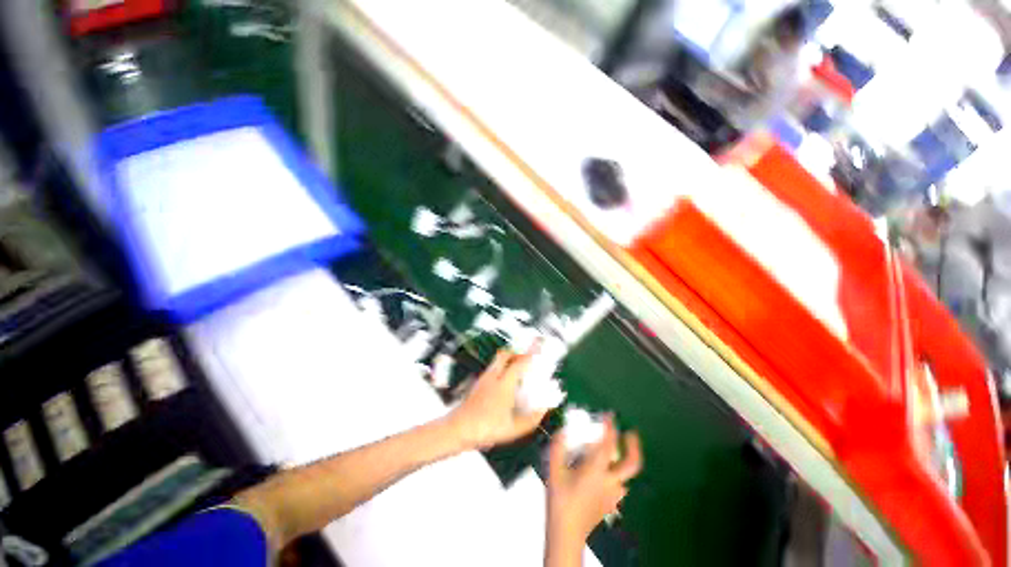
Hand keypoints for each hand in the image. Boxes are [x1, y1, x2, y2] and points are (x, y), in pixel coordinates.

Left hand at [448, 345, 548, 449]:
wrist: (457, 430)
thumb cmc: (485, 429)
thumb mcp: (514, 429)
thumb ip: (531, 419)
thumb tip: (543, 410)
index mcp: (504, 384)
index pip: (520, 363)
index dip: (531, 353)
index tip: (539, 344)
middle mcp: (493, 376)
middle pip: (506, 354)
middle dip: (517, 352)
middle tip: (526, 358)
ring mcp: (484, 378)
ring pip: (498, 360)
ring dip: (509, 360)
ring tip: (518, 370)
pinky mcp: (478, 383)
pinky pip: (492, 368)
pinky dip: (501, 368)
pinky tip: (505, 382)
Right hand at [547, 417, 642, 543]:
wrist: (566, 534)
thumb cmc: (560, 501)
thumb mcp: (554, 471)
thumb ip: (558, 448)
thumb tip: (563, 431)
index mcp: (596, 471)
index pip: (608, 445)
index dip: (610, 428)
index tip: (610, 415)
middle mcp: (609, 481)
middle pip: (631, 464)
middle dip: (634, 446)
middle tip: (630, 433)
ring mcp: (613, 495)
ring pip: (626, 475)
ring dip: (623, 460)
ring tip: (615, 450)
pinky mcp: (611, 504)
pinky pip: (619, 485)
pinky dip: (617, 474)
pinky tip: (607, 474)